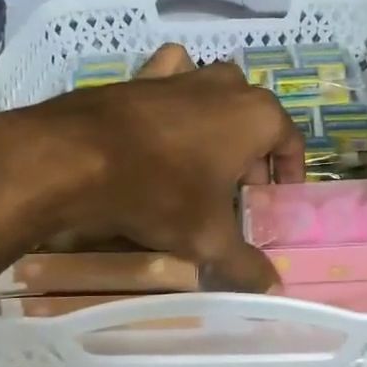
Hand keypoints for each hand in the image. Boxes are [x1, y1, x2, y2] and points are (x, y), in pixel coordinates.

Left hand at [0, 44, 304, 291]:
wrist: (76, 157)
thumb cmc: (160, 192)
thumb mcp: (208, 237)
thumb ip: (246, 264)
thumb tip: (274, 292)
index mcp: (257, 116)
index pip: (290, 143)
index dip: (287, 176)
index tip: (274, 202)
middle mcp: (228, 85)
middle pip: (255, 122)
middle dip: (251, 157)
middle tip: (236, 196)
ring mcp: (185, 75)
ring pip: (217, 96)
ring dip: (219, 126)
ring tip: (203, 163)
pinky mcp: (145, 74)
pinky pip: (174, 77)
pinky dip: (177, 93)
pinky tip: (166, 119)